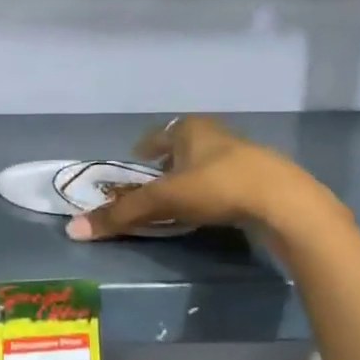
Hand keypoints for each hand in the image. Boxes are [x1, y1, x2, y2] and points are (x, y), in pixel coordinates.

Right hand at [65, 116, 344, 242]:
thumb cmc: (218, 188)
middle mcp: (217, 135)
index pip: (160, 133)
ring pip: (209, 163)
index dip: (146, 146)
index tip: (136, 160)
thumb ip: (121, 214)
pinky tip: (215, 209)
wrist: (286, 204)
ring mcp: (245, 155)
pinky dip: (216, 191)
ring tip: (182, 199)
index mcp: (191, 130)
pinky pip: (229, 181)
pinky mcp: (265, 179)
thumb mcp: (164, 201)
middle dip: (170, 162)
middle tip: (155, 181)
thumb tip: (73, 230)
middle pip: (185, 146)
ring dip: (194, 177)